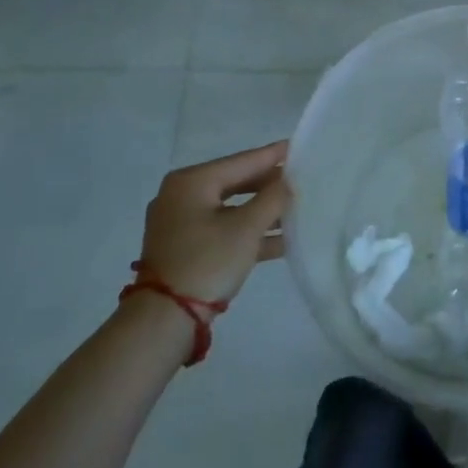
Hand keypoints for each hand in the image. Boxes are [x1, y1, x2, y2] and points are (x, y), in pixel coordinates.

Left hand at [138, 140, 291, 305]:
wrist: (164, 321)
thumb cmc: (207, 262)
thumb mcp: (247, 228)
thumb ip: (273, 198)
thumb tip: (288, 181)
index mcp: (192, 181)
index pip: (242, 161)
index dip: (274, 155)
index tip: (300, 146)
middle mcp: (182, 195)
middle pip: (236, 183)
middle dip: (270, 185)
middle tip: (303, 179)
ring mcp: (181, 223)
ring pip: (232, 208)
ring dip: (263, 212)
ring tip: (297, 210)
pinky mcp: (185, 248)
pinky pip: (223, 229)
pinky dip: (248, 232)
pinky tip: (281, 240)